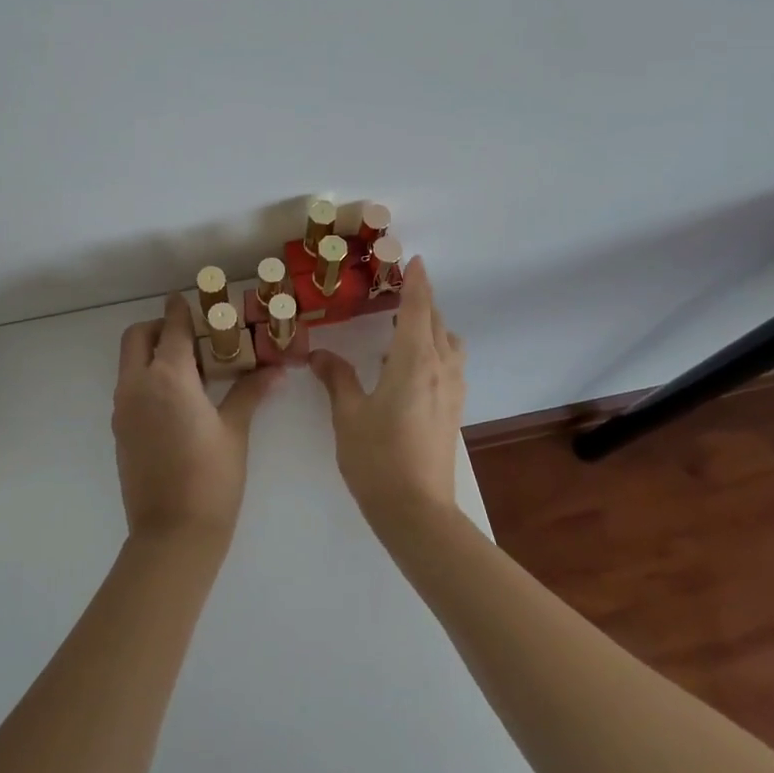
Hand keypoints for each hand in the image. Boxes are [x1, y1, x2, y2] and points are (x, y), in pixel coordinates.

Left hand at [112, 295, 281, 542]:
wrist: (172, 534)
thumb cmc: (211, 477)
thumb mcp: (235, 430)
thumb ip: (250, 392)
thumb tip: (275, 369)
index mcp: (168, 377)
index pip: (172, 327)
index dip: (181, 309)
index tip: (191, 299)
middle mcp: (137, 385)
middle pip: (137, 337)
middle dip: (159, 327)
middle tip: (191, 336)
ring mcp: (123, 409)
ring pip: (129, 363)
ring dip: (152, 353)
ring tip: (190, 369)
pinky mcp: (120, 430)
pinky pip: (129, 388)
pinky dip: (147, 378)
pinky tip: (178, 400)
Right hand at [310, 257, 466, 529]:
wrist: (417, 512)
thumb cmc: (377, 459)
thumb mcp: (348, 416)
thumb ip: (337, 379)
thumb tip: (319, 355)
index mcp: (415, 362)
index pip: (418, 309)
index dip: (416, 282)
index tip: (414, 260)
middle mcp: (441, 369)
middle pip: (437, 323)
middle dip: (421, 302)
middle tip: (398, 290)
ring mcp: (453, 391)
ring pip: (449, 344)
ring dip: (431, 328)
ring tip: (402, 331)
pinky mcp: (454, 411)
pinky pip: (450, 365)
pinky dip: (435, 351)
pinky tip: (408, 368)